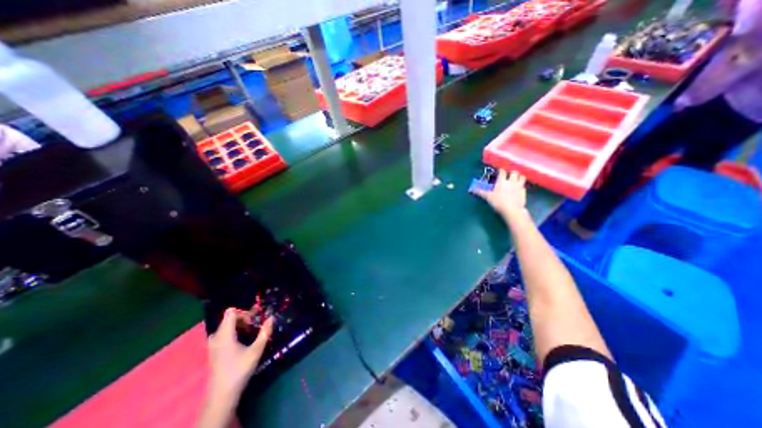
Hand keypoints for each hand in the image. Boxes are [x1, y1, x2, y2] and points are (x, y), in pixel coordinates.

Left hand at [207, 308, 274, 398]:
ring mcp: (213, 345)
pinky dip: (234, 332)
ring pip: (227, 326)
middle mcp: (216, 337)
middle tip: (257, 323)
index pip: (231, 313)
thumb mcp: (256, 350)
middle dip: (245, 318)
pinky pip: (224, 334)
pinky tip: (243, 339)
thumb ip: (265, 332)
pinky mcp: (214, 351)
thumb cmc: (239, 370)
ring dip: (240, 325)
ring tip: (252, 330)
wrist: (222, 395)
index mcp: (224, 335)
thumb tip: (272, 317)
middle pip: (229, 319)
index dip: (244, 312)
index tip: (255, 318)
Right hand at [475, 168, 527, 220]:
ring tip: (516, 179)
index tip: (499, 171)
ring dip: (519, 177)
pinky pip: (524, 186)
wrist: (512, 210)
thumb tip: (472, 190)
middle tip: (509, 175)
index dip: (500, 170)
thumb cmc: (498, 202)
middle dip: (512, 172)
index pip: (502, 171)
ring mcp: (519, 186)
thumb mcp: (487, 197)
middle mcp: (511, 181)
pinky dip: (522, 186)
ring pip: (522, 177)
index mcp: (502, 181)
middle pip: (514, 172)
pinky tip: (519, 189)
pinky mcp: (524, 192)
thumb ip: (480, 192)